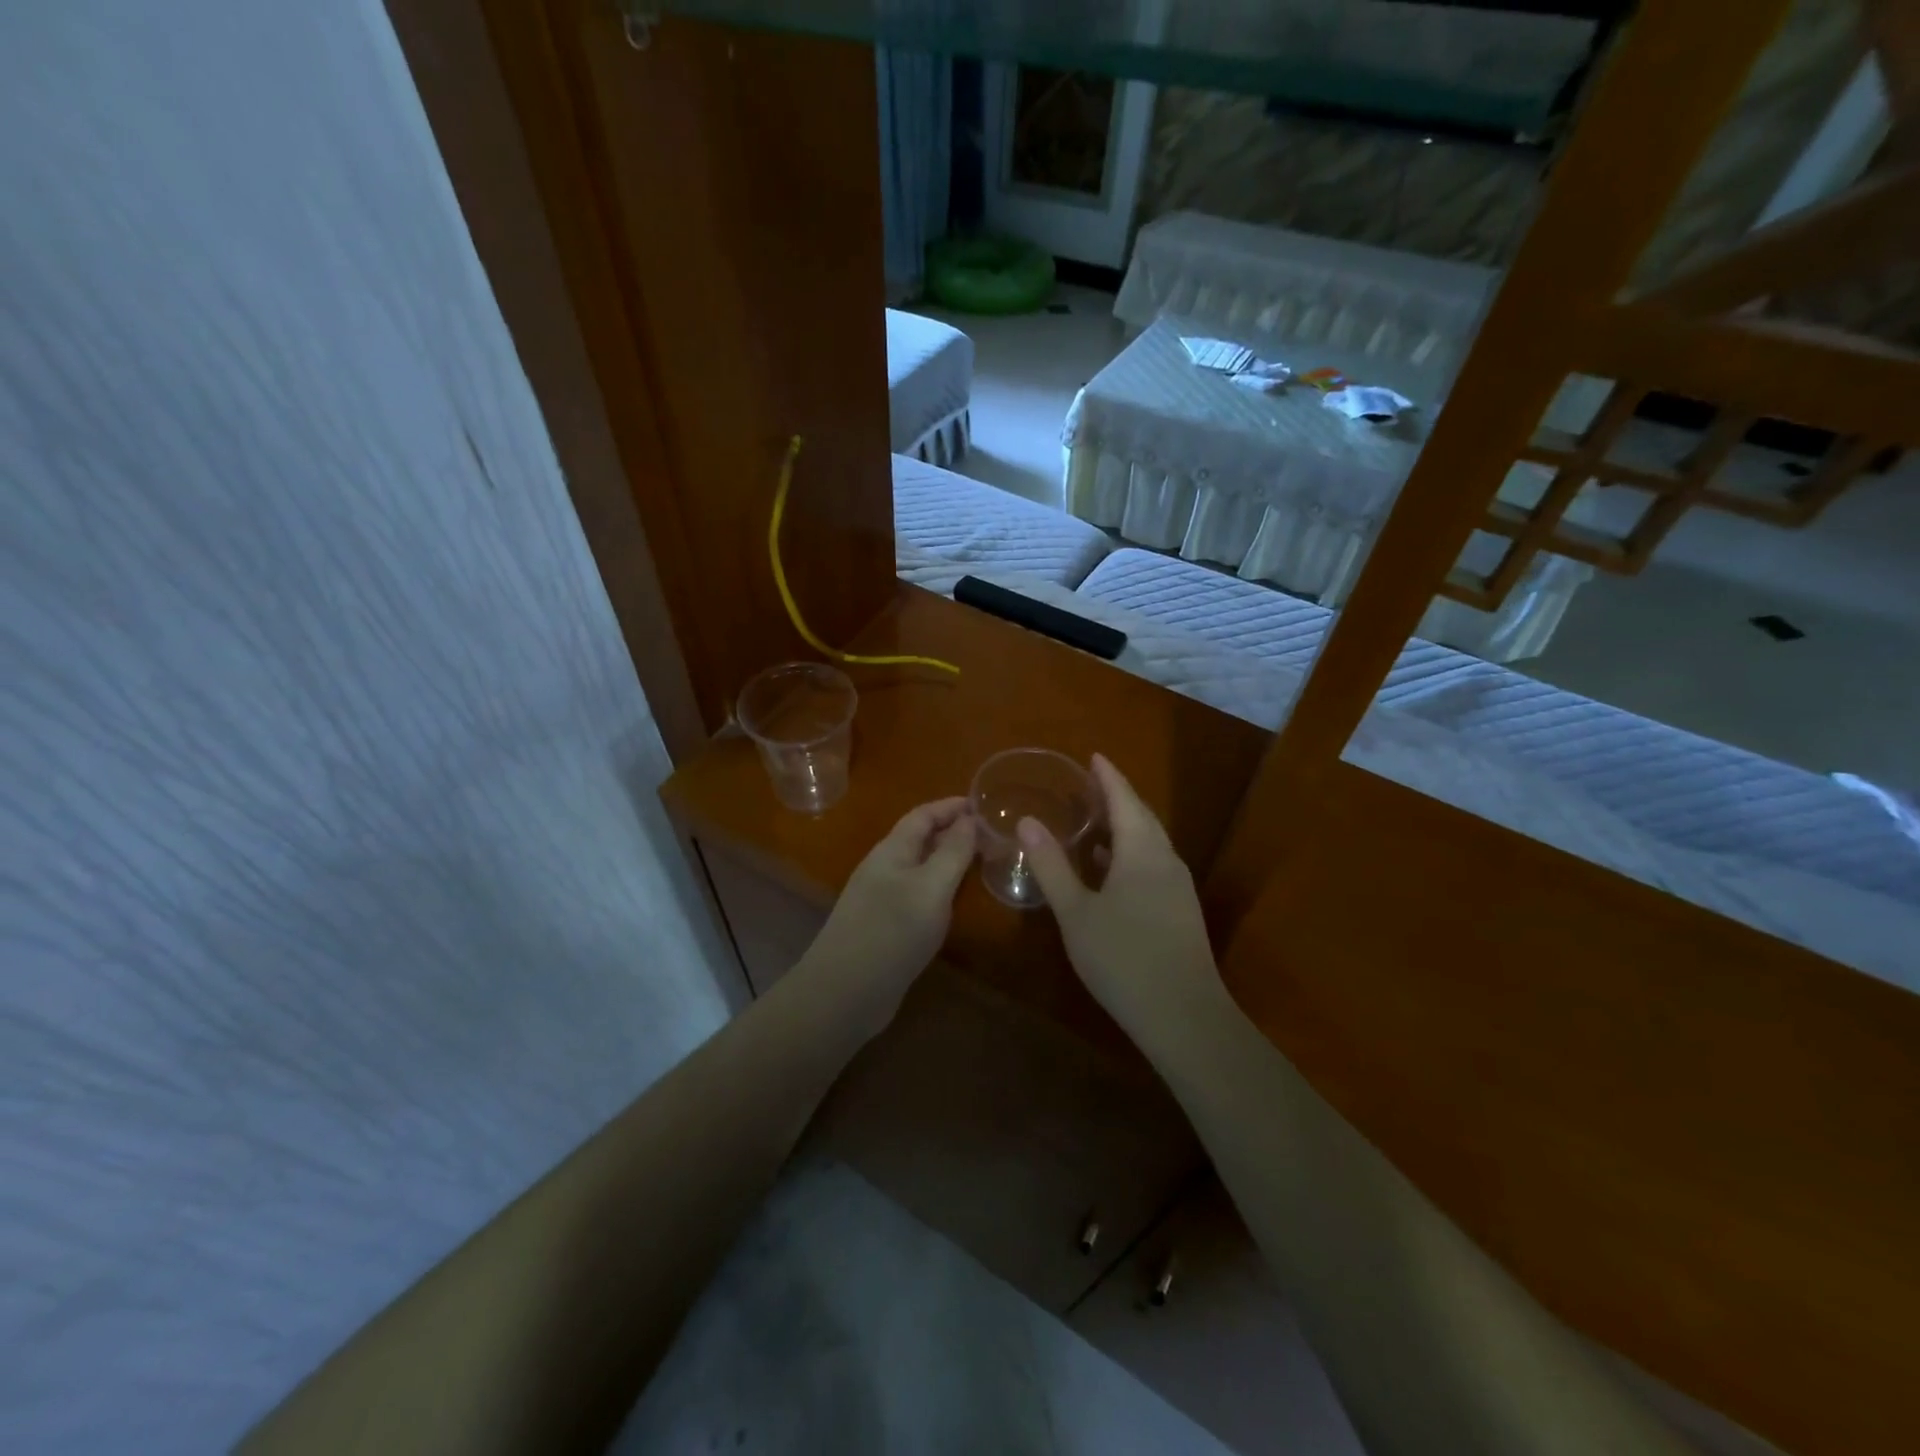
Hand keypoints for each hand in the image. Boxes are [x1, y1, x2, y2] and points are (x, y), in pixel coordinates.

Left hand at [798, 798, 975, 1032]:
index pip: (923, 815)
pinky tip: (954, 903)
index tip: (984, 805)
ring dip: (947, 860)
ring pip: (919, 868)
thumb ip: (953, 852)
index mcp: (892, 851)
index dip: (951, 806)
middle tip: (991, 835)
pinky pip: (917, 895)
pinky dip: (939, 889)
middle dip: (952, 831)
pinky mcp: (884, 927)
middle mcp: (884, 869)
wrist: (844, 993)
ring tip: (980, 863)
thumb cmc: (891, 932)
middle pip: (920, 839)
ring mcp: (881, 899)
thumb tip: (970, 819)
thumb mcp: (931, 888)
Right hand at [1017, 756, 1228, 1044]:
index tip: (1093, 756)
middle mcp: (1166, 859)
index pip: (1125, 799)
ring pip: (1150, 842)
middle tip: (1090, 785)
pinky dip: (1131, 852)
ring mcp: (1178, 886)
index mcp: (1142, 851)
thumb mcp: (1076, 912)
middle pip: (1142, 817)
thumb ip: (1051, 866)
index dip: (1108, 776)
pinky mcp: (1180, 909)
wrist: (1184, 1015)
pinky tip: (1111, 868)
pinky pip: (1153, 864)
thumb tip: (1028, 822)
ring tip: (1095, 821)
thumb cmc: (1123, 958)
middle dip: (1118, 797)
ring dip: (1125, 826)